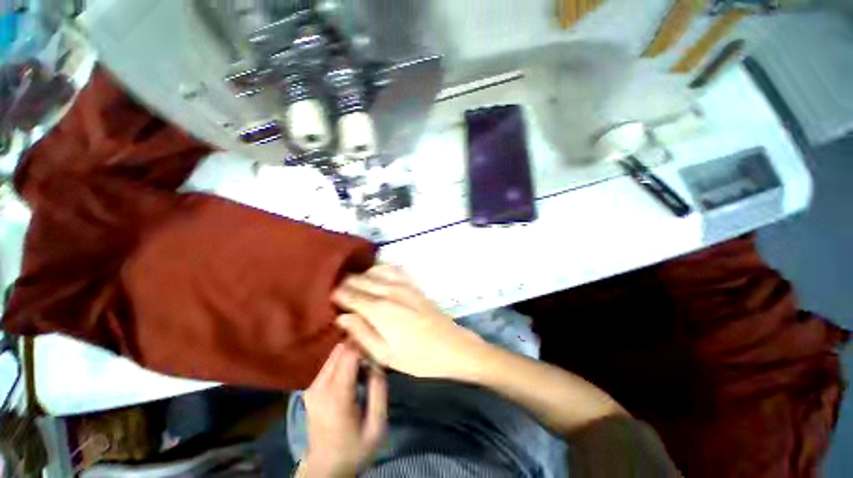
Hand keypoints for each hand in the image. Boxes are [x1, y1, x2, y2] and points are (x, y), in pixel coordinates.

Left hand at [298, 342, 386, 477]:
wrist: (324, 469)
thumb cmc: (354, 449)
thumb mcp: (376, 426)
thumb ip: (379, 392)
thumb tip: (379, 363)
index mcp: (337, 395)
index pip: (350, 353)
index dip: (366, 345)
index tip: (379, 349)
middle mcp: (320, 386)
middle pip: (341, 349)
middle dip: (359, 347)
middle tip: (374, 357)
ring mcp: (312, 387)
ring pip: (334, 354)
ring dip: (352, 353)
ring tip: (365, 366)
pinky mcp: (311, 389)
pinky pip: (330, 363)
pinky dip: (344, 361)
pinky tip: (354, 374)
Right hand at [332, 265, 487, 379]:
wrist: (451, 345)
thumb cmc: (417, 357)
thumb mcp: (385, 355)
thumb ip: (361, 333)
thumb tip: (341, 316)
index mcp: (379, 310)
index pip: (350, 295)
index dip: (336, 295)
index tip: (328, 299)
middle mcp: (388, 291)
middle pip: (359, 280)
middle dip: (345, 284)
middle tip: (337, 292)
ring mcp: (402, 285)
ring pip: (374, 271)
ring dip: (361, 275)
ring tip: (353, 285)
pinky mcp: (412, 284)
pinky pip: (392, 268)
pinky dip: (379, 268)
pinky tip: (375, 275)